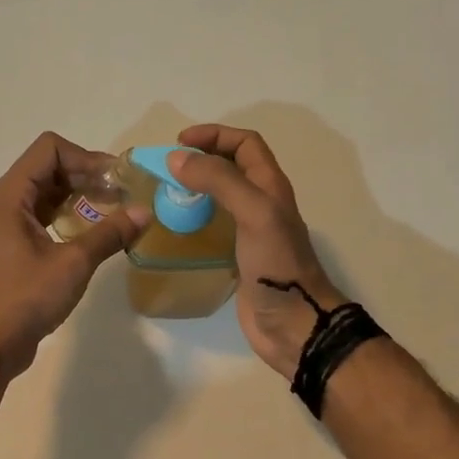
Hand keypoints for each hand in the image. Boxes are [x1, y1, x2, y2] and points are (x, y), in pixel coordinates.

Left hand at [0, 132, 149, 378]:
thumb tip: (145, 212)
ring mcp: (6, 224)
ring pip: (47, 191)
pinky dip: (68, 214)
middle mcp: (4, 202)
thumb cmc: (26, 299)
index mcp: (10, 197)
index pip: (49, 149)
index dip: (85, 157)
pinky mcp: (13, 244)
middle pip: (48, 167)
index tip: (115, 180)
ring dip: (79, 195)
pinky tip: (93, 231)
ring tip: (114, 209)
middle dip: (87, 175)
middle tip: (122, 193)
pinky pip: (43, 214)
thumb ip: (109, 233)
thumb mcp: (74, 264)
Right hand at [170, 124, 345, 379]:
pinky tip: (174, 228)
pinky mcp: (238, 256)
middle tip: (167, 169)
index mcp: (270, 186)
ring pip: (221, 196)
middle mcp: (262, 203)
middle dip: (201, 159)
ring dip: (195, 189)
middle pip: (232, 167)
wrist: (294, 323)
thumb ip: (219, 181)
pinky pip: (213, 227)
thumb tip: (177, 159)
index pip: (245, 144)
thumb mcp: (254, 212)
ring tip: (164, 194)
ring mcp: (250, 231)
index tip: (179, 143)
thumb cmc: (278, 264)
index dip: (215, 135)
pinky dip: (194, 219)